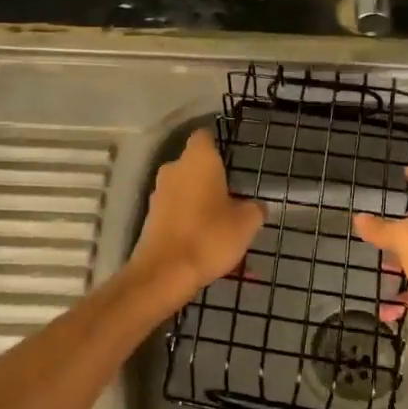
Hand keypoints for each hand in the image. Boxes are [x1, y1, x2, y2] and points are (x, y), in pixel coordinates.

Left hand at [126, 128, 263, 304]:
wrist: (164, 272)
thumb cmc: (210, 236)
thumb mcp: (246, 223)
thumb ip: (255, 209)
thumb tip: (256, 206)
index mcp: (198, 159)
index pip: (205, 136)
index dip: (218, 145)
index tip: (231, 161)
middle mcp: (174, 169)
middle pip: (195, 166)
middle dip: (212, 180)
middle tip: (233, 199)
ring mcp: (159, 193)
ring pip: (185, 191)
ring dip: (201, 204)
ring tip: (221, 228)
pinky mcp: (151, 217)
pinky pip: (177, 213)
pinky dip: (190, 223)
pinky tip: (204, 246)